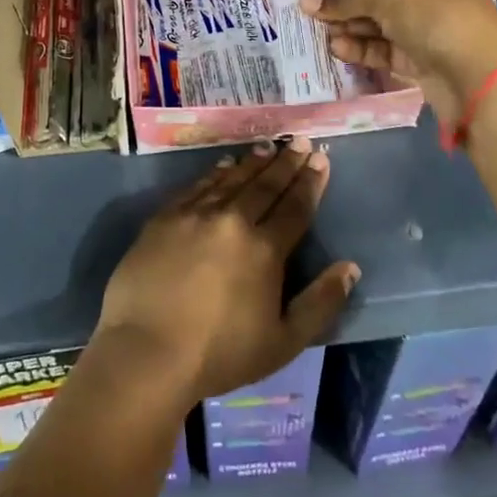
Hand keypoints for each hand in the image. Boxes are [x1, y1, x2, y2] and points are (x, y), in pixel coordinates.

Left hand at [96, 138, 359, 405]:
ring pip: (232, 179)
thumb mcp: (284, 342)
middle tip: (301, 142)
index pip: (295, 207)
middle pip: (265, 185)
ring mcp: (195, 215)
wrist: (147, 352)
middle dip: (286, 163)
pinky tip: (224, 165)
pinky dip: (215, 173)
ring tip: (269, 146)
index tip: (321, 159)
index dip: (310, 182)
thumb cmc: (220, 354)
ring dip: (253, 162)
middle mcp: (232, 221)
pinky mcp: (164, 218)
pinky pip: (197, 186)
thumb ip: (321, 303)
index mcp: (264, 250)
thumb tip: (349, 267)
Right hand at [299, 0, 496, 121]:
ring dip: (344, 22)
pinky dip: (358, 46)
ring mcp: (421, 23)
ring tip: (316, 28)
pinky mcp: (417, 56)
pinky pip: (380, 46)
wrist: (479, 75)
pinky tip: (337, 48)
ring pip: (372, 18)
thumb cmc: (434, 13)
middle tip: (303, 3)